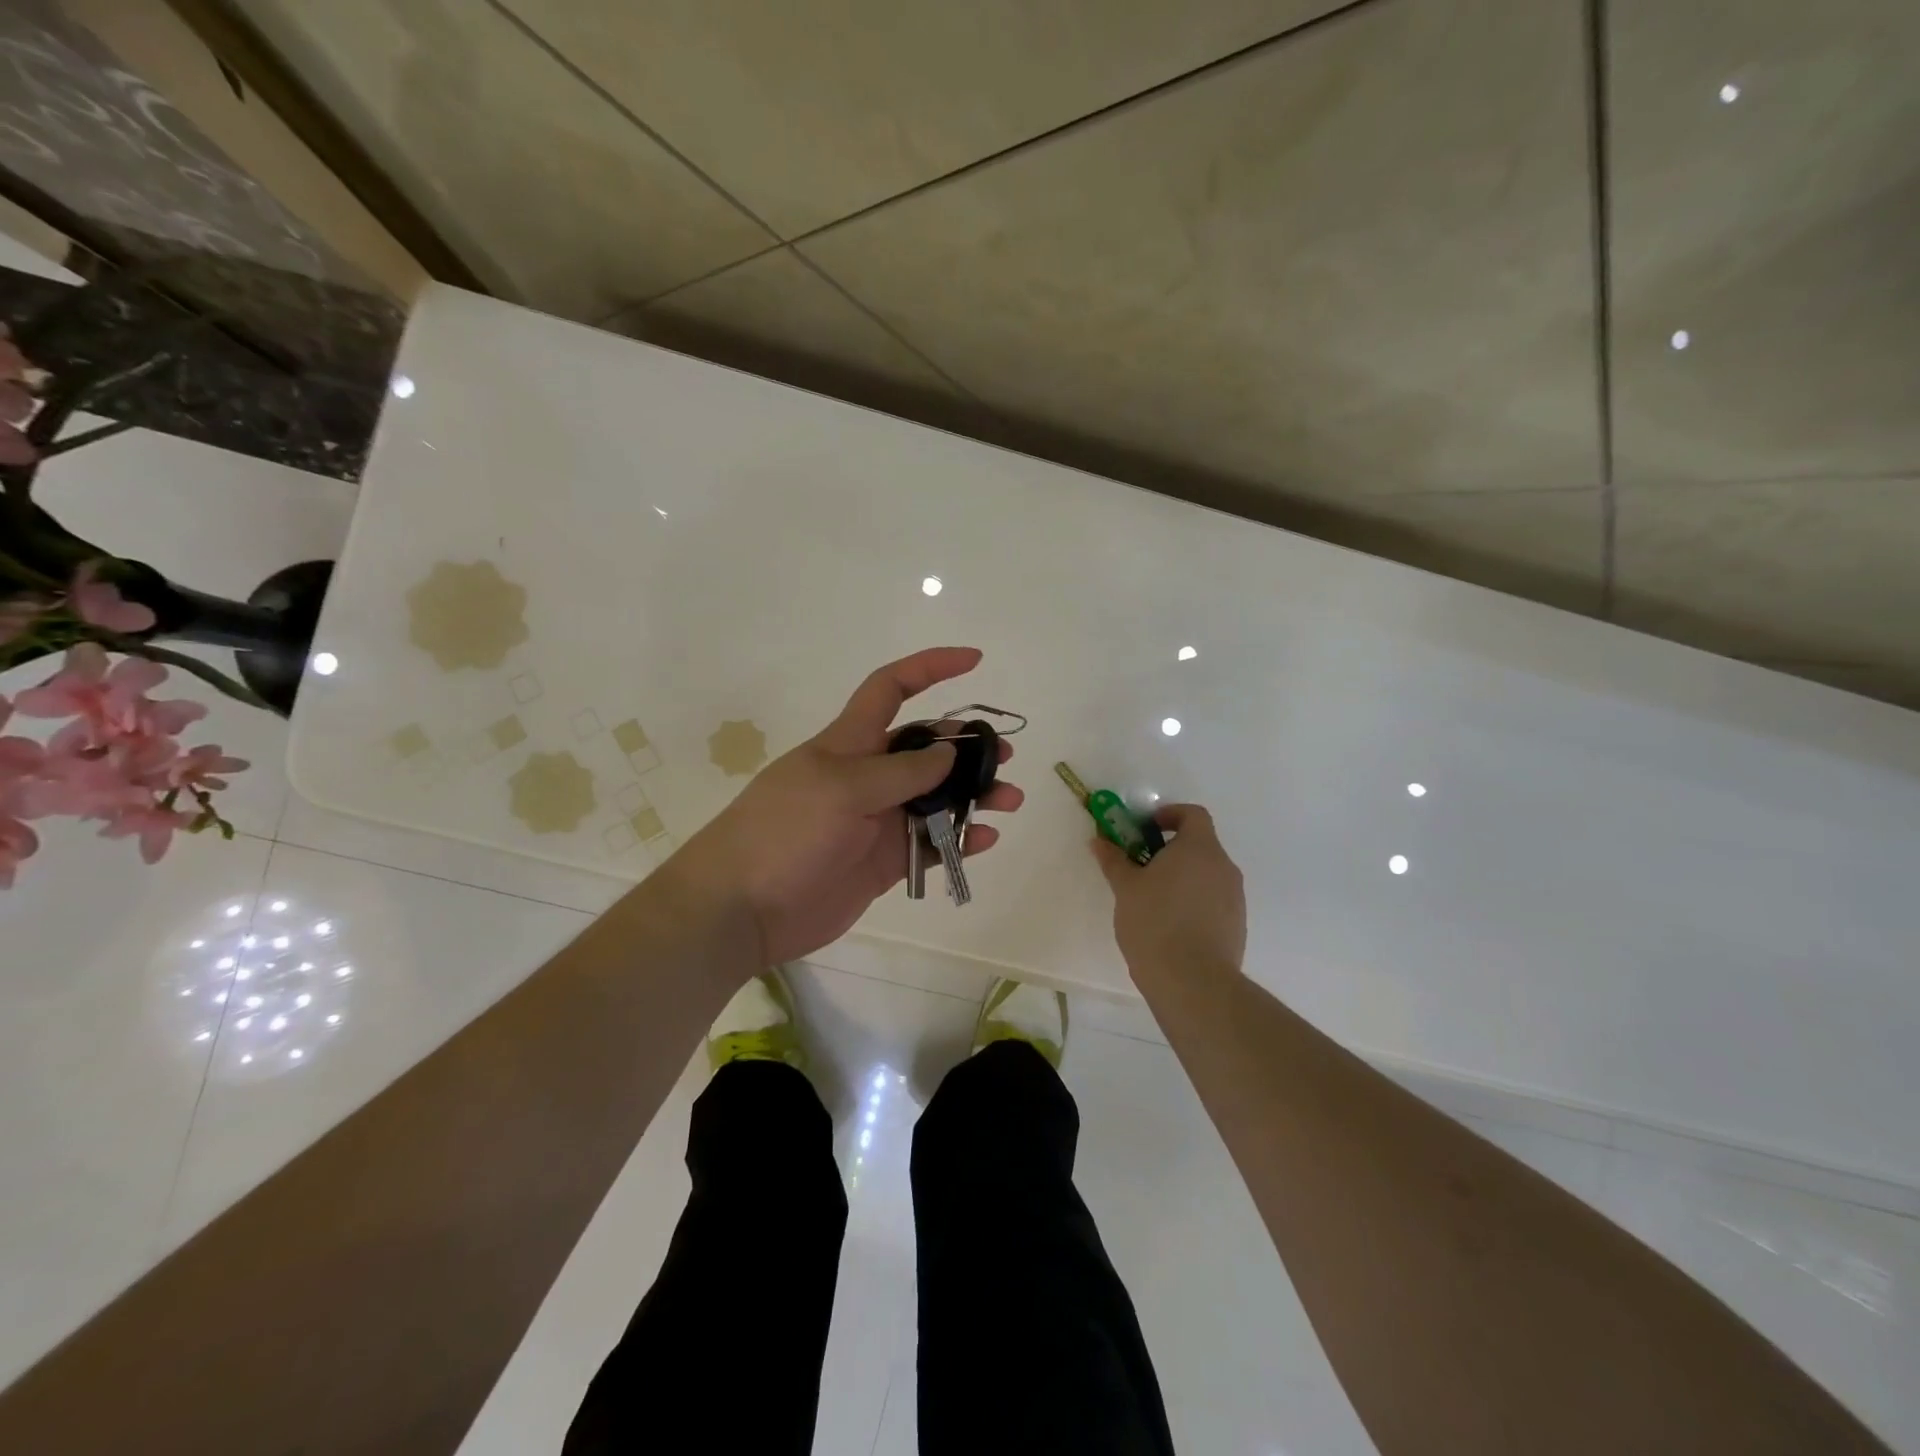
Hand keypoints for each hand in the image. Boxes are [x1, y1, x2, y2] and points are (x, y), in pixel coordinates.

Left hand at [663, 647, 1022, 966]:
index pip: (891, 689)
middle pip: (926, 750)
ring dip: (973, 796)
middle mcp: (868, 776)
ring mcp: (877, 820)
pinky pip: (930, 844)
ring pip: (936, 798)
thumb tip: (948, 752)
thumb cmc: (784, 833)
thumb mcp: (843, 789)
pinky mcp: (883, 861)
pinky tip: (984, 840)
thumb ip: (901, 771)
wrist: (742, 909)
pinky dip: (959, 840)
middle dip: (966, 748)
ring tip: (1008, 801)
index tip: (974, 661)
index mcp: (850, 743)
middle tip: (1003, 759)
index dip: (930, 669)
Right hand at [1091, 804, 1245, 982]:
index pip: (1193, 814)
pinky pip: (1213, 901)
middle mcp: (1224, 867)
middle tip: (1140, 867)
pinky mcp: (1237, 925)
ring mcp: (1235, 897)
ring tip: (1153, 901)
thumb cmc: (1155, 923)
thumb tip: (1099, 840)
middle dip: (1170, 850)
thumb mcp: (1126, 888)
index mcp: (1200, 848)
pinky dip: (1194, 902)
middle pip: (1200, 845)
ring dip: (1182, 878)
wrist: (1193, 982)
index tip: (1146, 829)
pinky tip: (1171, 926)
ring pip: (1207, 875)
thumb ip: (1114, 860)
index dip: (1170, 815)